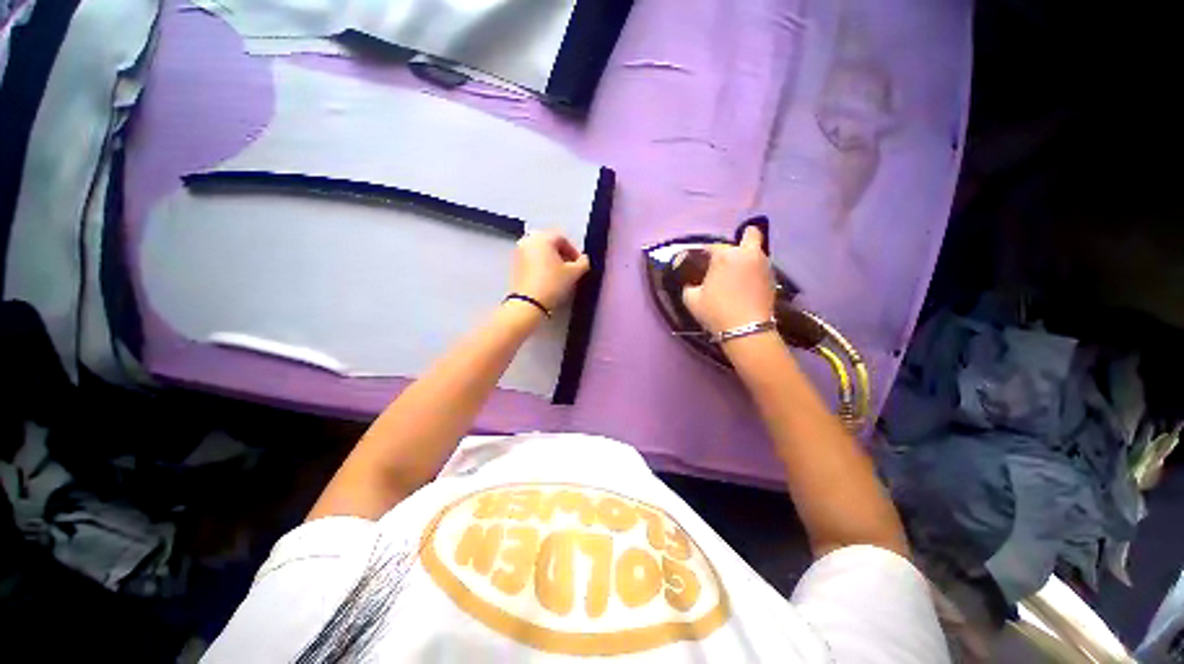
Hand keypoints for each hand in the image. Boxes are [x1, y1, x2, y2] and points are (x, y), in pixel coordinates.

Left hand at [511, 230, 590, 310]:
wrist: (529, 303)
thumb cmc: (553, 284)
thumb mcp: (574, 273)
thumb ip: (583, 263)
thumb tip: (583, 260)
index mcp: (542, 237)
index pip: (562, 238)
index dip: (574, 251)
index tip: (579, 265)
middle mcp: (528, 240)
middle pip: (550, 243)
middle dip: (563, 255)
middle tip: (571, 269)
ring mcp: (519, 252)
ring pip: (541, 252)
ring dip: (552, 260)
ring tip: (560, 275)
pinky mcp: (515, 264)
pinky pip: (533, 259)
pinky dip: (542, 265)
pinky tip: (548, 278)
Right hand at [682, 225, 775, 333]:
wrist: (746, 330)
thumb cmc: (716, 311)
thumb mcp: (692, 299)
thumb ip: (689, 285)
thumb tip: (691, 282)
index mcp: (725, 255)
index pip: (712, 246)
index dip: (703, 254)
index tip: (698, 264)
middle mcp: (748, 254)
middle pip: (750, 234)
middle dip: (740, 241)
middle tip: (727, 259)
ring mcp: (764, 265)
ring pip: (756, 251)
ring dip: (747, 258)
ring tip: (736, 275)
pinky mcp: (773, 278)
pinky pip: (761, 267)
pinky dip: (753, 271)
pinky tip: (745, 286)